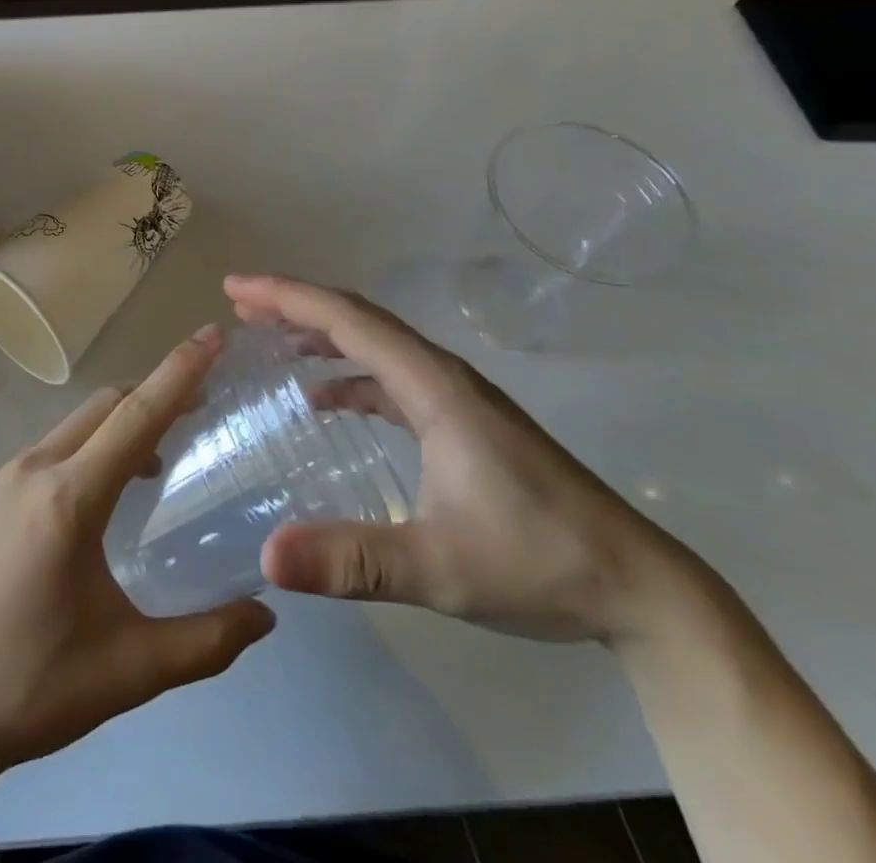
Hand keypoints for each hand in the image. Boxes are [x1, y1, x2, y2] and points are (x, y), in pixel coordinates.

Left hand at [0, 326, 276, 775]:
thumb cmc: (31, 687)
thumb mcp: (129, 670)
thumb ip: (206, 641)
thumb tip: (267, 617)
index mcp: (69, 499)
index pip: (137, 416)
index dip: (180, 371)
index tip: (212, 334)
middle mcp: (31, 469)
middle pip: (105, 407)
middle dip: (153, 394)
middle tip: (199, 407)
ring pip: (72, 427)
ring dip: (117, 427)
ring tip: (153, 465)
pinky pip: (45, 451)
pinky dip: (83, 451)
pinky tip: (92, 498)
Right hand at [229, 275, 705, 645]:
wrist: (638, 588)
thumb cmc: (539, 562)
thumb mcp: (438, 566)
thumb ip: (353, 560)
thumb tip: (266, 556)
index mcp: (433, 386)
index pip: (348, 319)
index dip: (288, 297)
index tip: (237, 288)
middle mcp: (442, 376)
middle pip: (358, 318)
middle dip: (295, 304)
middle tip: (240, 304)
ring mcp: (455, 398)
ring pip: (375, 344)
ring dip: (320, 333)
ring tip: (269, 340)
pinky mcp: (462, 423)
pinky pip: (390, 378)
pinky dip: (348, 374)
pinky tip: (323, 401)